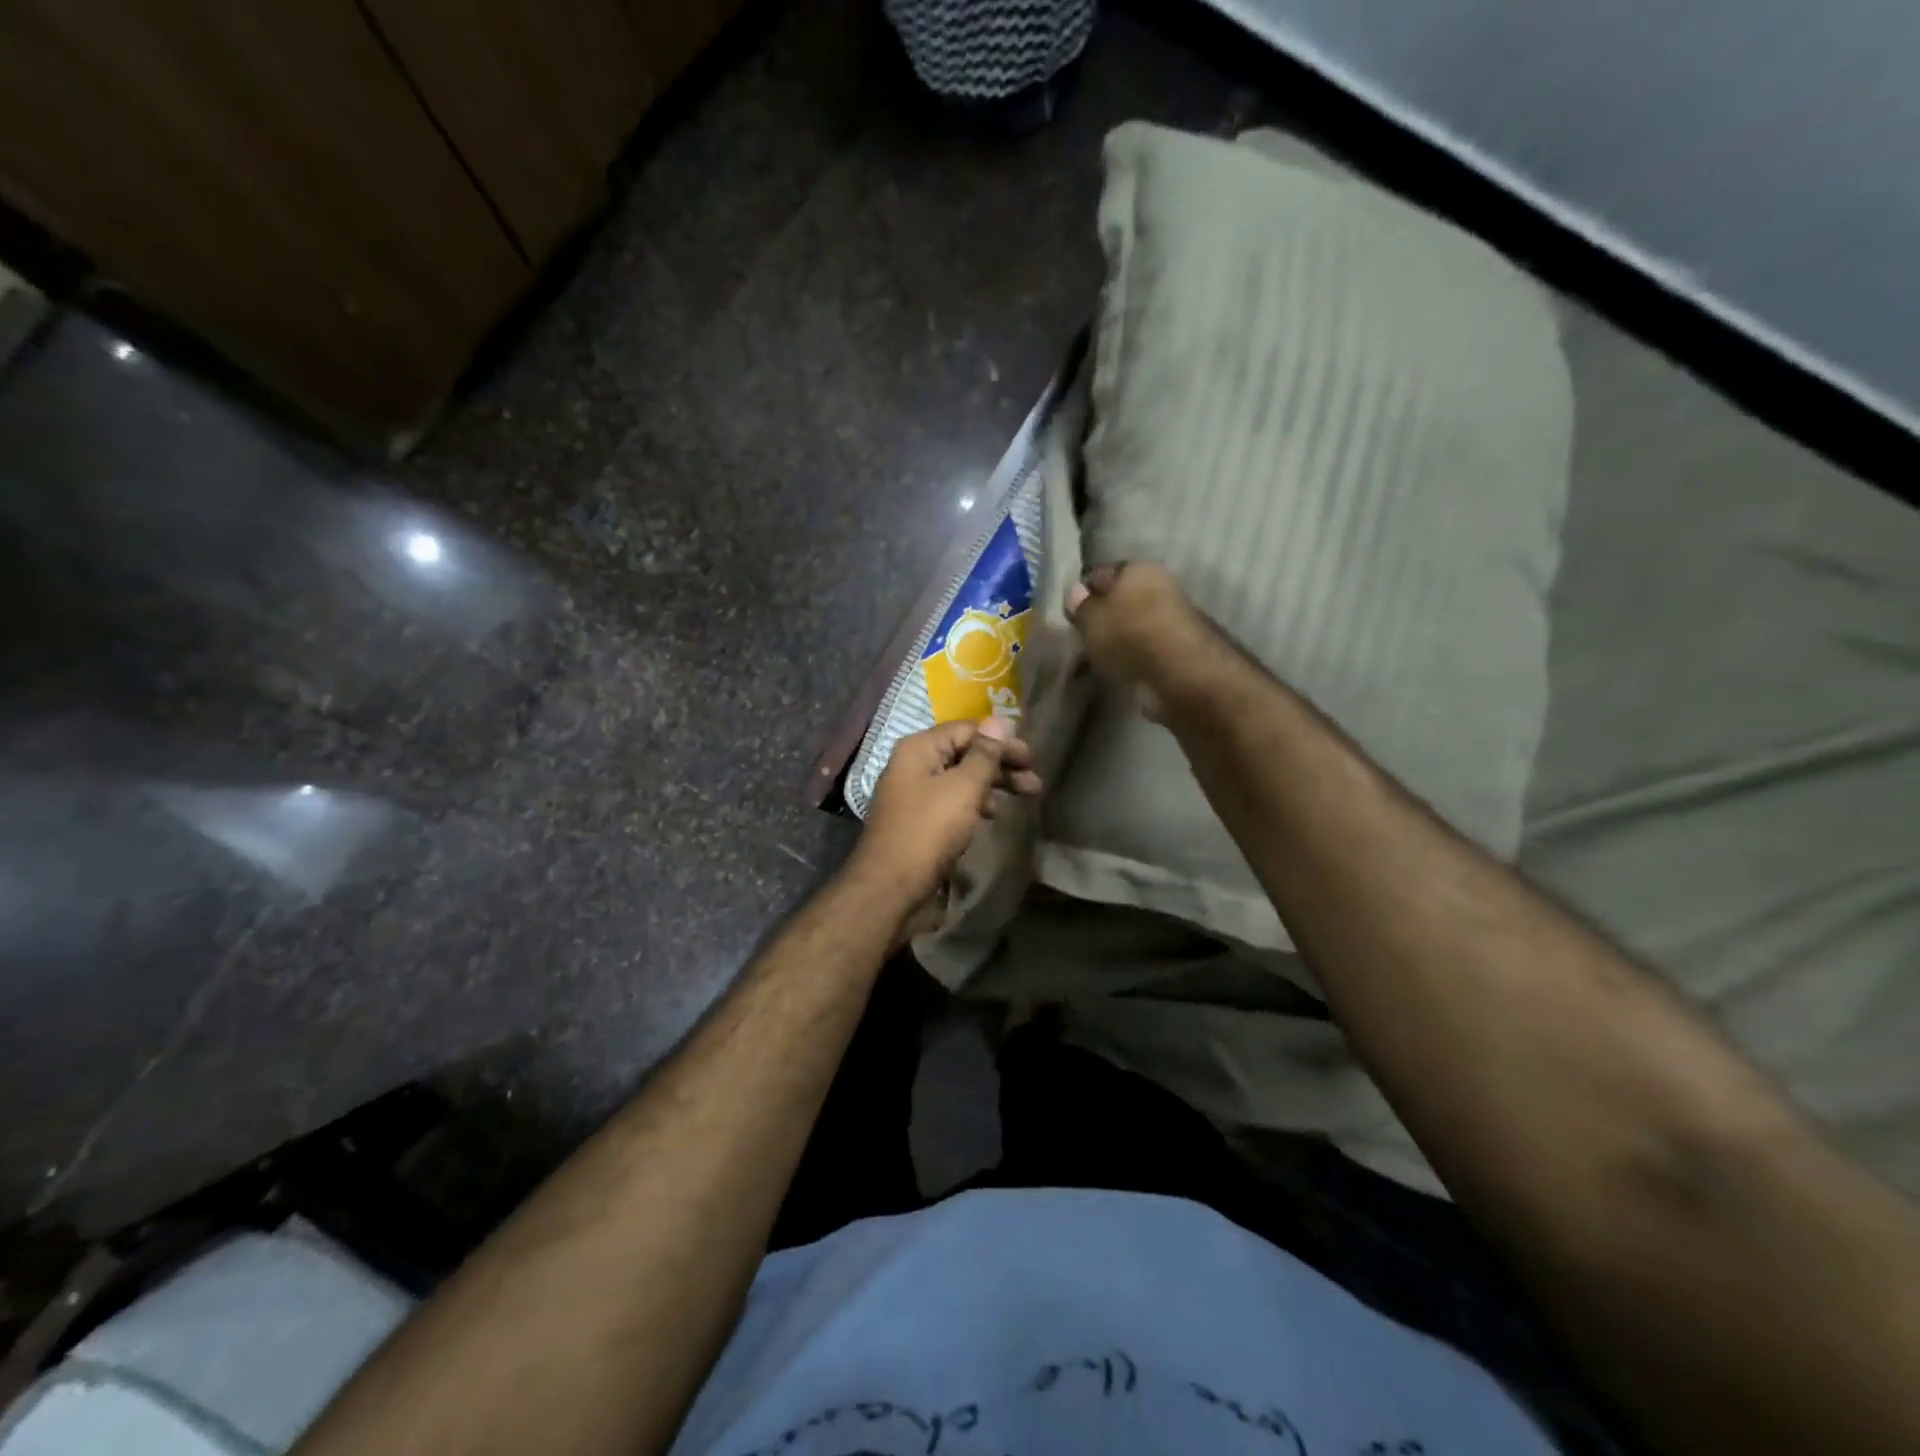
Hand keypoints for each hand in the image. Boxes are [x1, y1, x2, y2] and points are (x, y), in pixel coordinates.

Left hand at [850, 719, 1041, 906]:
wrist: (891, 886)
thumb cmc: (929, 830)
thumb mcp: (963, 787)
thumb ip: (984, 754)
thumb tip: (999, 721)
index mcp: (919, 748)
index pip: (967, 729)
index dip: (1001, 740)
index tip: (1031, 757)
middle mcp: (914, 764)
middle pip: (965, 753)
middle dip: (1002, 764)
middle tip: (1035, 780)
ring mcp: (914, 793)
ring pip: (961, 778)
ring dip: (993, 784)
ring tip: (1026, 796)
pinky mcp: (919, 819)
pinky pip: (952, 800)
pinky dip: (976, 802)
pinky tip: (993, 814)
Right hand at [1064, 561, 1219, 718]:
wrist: (1181, 672)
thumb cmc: (1129, 634)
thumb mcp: (1091, 620)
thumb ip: (1080, 607)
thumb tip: (1075, 594)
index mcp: (1138, 568)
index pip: (1101, 574)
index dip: (1084, 593)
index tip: (1071, 615)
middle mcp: (1161, 584)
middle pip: (1123, 599)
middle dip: (1105, 616)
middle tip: (1085, 637)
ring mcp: (1176, 616)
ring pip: (1137, 623)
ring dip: (1122, 637)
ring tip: (1101, 658)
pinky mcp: (1184, 647)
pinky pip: (1149, 646)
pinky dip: (1137, 655)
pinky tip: (1124, 669)